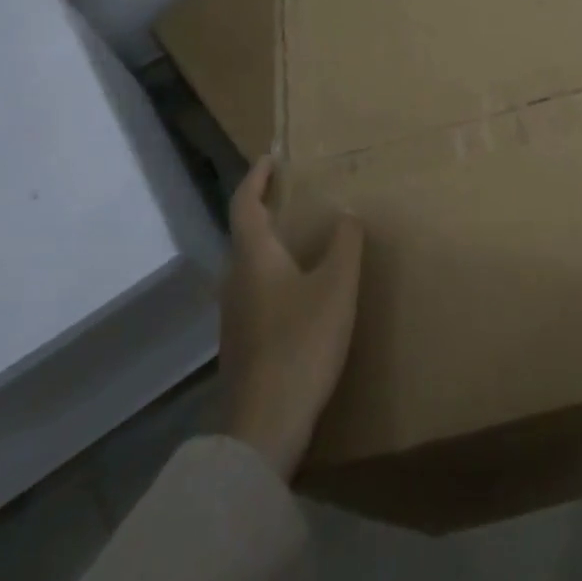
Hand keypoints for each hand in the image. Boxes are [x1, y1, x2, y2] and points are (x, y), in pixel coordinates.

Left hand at [217, 159, 363, 480]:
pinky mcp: (242, 341)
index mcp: (254, 257)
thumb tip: (347, 215)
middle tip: (296, 194)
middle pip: (245, 232)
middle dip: (266, 208)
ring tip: (304, 237)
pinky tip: (301, 290)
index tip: (272, 157)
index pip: (245, 203)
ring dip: (271, 242)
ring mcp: (234, 314)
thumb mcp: (337, 287)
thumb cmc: (302, 342)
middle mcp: (236, 279)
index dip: (257, 177)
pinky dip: (275, 273)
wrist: (265, 423)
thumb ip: (345, 245)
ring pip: (250, 264)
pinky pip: (257, 290)